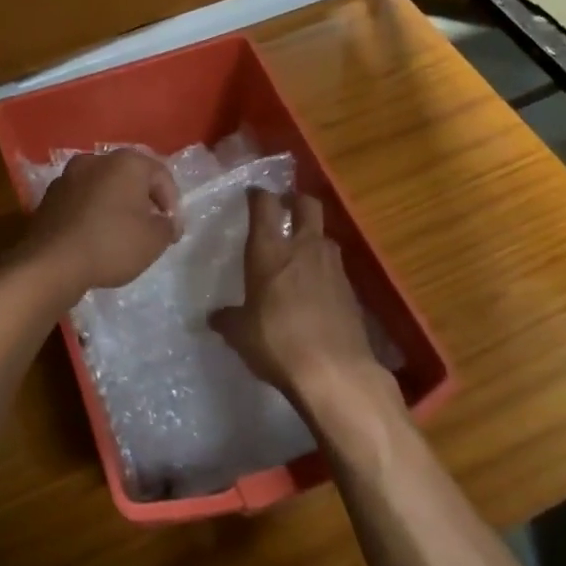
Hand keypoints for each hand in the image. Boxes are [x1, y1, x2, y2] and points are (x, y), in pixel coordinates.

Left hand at [23, 149, 179, 298]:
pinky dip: (93, 213)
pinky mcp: (49, 197)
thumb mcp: (155, 240)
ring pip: (103, 187)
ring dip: (116, 205)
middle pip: (130, 177)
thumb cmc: (112, 244)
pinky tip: (96, 236)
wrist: (51, 263)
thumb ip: (168, 226)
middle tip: (151, 228)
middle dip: (143, 200)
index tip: (172, 231)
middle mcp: (95, 160)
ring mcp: (68, 176)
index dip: (172, 203)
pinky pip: (82, 201)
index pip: (161, 175)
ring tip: (122, 233)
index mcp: (126, 162)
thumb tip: (165, 222)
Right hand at [210, 189, 397, 425]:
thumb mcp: (240, 334)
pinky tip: (315, 288)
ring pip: (324, 235)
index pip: (265, 205)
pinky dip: (324, 268)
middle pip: (307, 204)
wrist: (335, 372)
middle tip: (284, 208)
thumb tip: (215, 317)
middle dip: (295, 200)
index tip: (252, 194)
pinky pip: (335, 266)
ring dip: (312, 236)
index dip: (258, 195)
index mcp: (270, 251)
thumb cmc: (278, 343)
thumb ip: (227, 319)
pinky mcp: (351, 289)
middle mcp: (304, 248)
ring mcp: (333, 266)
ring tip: (299, 252)